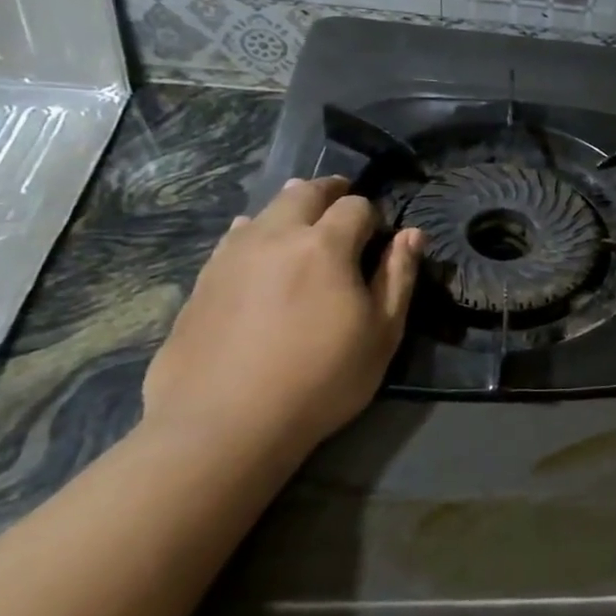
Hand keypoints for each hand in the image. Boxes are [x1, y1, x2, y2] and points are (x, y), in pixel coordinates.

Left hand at [143, 176, 423, 454]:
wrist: (224, 423)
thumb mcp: (381, 333)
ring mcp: (232, 255)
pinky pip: (233, 237)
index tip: (380, 237)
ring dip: (290, 207)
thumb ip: (398, 277)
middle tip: (343, 201)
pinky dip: (254, 232)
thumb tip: (412, 234)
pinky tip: (257, 248)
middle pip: (303, 193)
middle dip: (329, 192)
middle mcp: (276, 236)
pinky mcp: (203, 280)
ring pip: (264, 210)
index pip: (356, 207)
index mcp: (325, 245)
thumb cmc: (321, 379)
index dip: (373, 215)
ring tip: (303, 220)